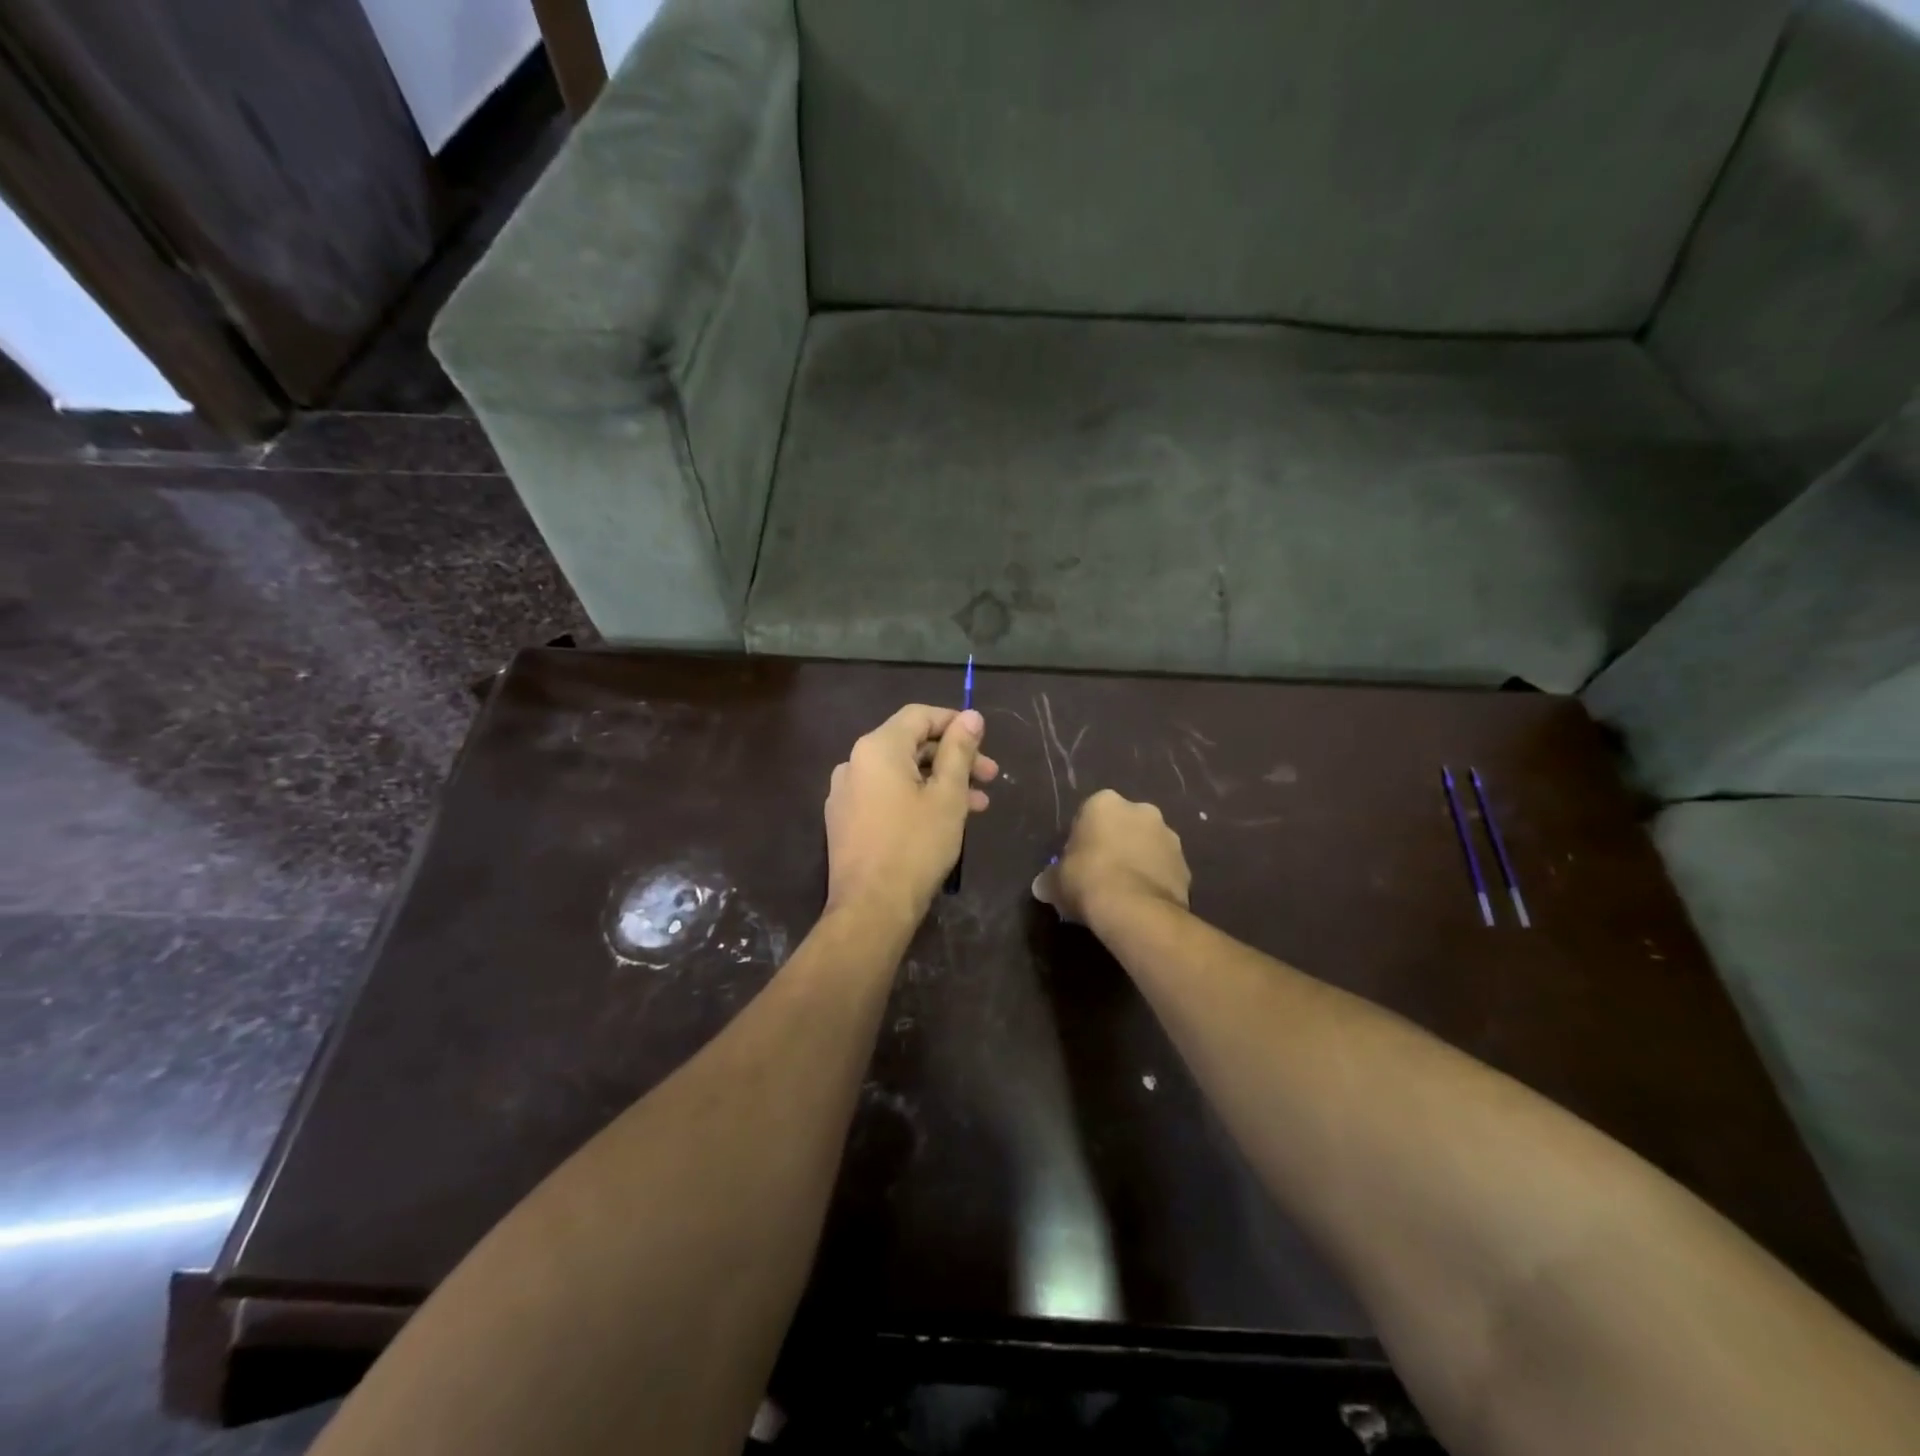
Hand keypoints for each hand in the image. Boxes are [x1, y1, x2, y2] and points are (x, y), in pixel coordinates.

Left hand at [824, 704, 999, 925]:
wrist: (871, 908)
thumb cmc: (916, 846)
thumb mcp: (947, 795)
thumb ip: (959, 750)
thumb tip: (971, 716)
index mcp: (877, 748)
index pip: (919, 716)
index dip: (954, 722)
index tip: (985, 741)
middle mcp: (854, 762)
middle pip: (910, 745)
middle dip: (953, 757)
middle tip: (990, 777)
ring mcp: (845, 793)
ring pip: (900, 773)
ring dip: (940, 781)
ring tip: (977, 805)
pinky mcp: (844, 820)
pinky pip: (885, 795)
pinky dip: (915, 798)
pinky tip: (943, 819)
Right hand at [1033, 790, 1190, 924]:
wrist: (1134, 910)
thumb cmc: (1087, 881)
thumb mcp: (1055, 881)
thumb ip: (1050, 878)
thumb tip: (1043, 886)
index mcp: (1104, 803)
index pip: (1089, 815)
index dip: (1082, 839)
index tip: (1077, 862)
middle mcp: (1141, 810)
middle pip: (1123, 825)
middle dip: (1115, 844)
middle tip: (1100, 875)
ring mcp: (1169, 836)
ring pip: (1148, 846)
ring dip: (1138, 861)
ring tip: (1124, 892)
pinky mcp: (1186, 865)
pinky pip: (1164, 870)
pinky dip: (1155, 881)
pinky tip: (1142, 902)